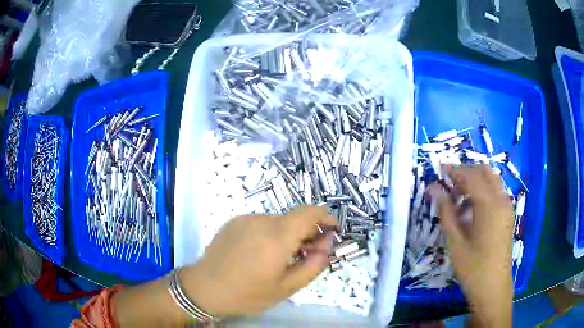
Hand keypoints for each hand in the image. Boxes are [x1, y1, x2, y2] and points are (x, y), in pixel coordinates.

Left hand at [182, 205, 336, 317]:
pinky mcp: (233, 221)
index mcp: (277, 237)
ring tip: (282, 257)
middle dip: (307, 231)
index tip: (331, 230)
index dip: (325, 217)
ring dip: (287, 233)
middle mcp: (262, 221)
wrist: (204, 288)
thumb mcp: (285, 288)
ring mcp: (245, 219)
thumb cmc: (247, 293)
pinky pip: (260, 223)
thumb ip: (311, 266)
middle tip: (308, 252)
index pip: (309, 212)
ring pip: (277, 221)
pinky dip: (270, 233)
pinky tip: (260, 253)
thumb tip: (326, 247)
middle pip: (294, 218)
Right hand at [429, 165, 513, 326]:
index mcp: (490, 205)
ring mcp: (506, 207)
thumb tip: (434, 189)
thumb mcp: (456, 243)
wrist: (494, 289)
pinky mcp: (507, 215)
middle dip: (465, 173)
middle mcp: (501, 200)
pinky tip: (470, 210)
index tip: (438, 171)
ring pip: (491, 181)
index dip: (454, 170)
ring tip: (458, 199)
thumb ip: (446, 212)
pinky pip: (495, 193)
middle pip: (484, 171)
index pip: (471, 175)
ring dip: (474, 182)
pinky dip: (482, 192)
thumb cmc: (474, 269)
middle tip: (449, 185)